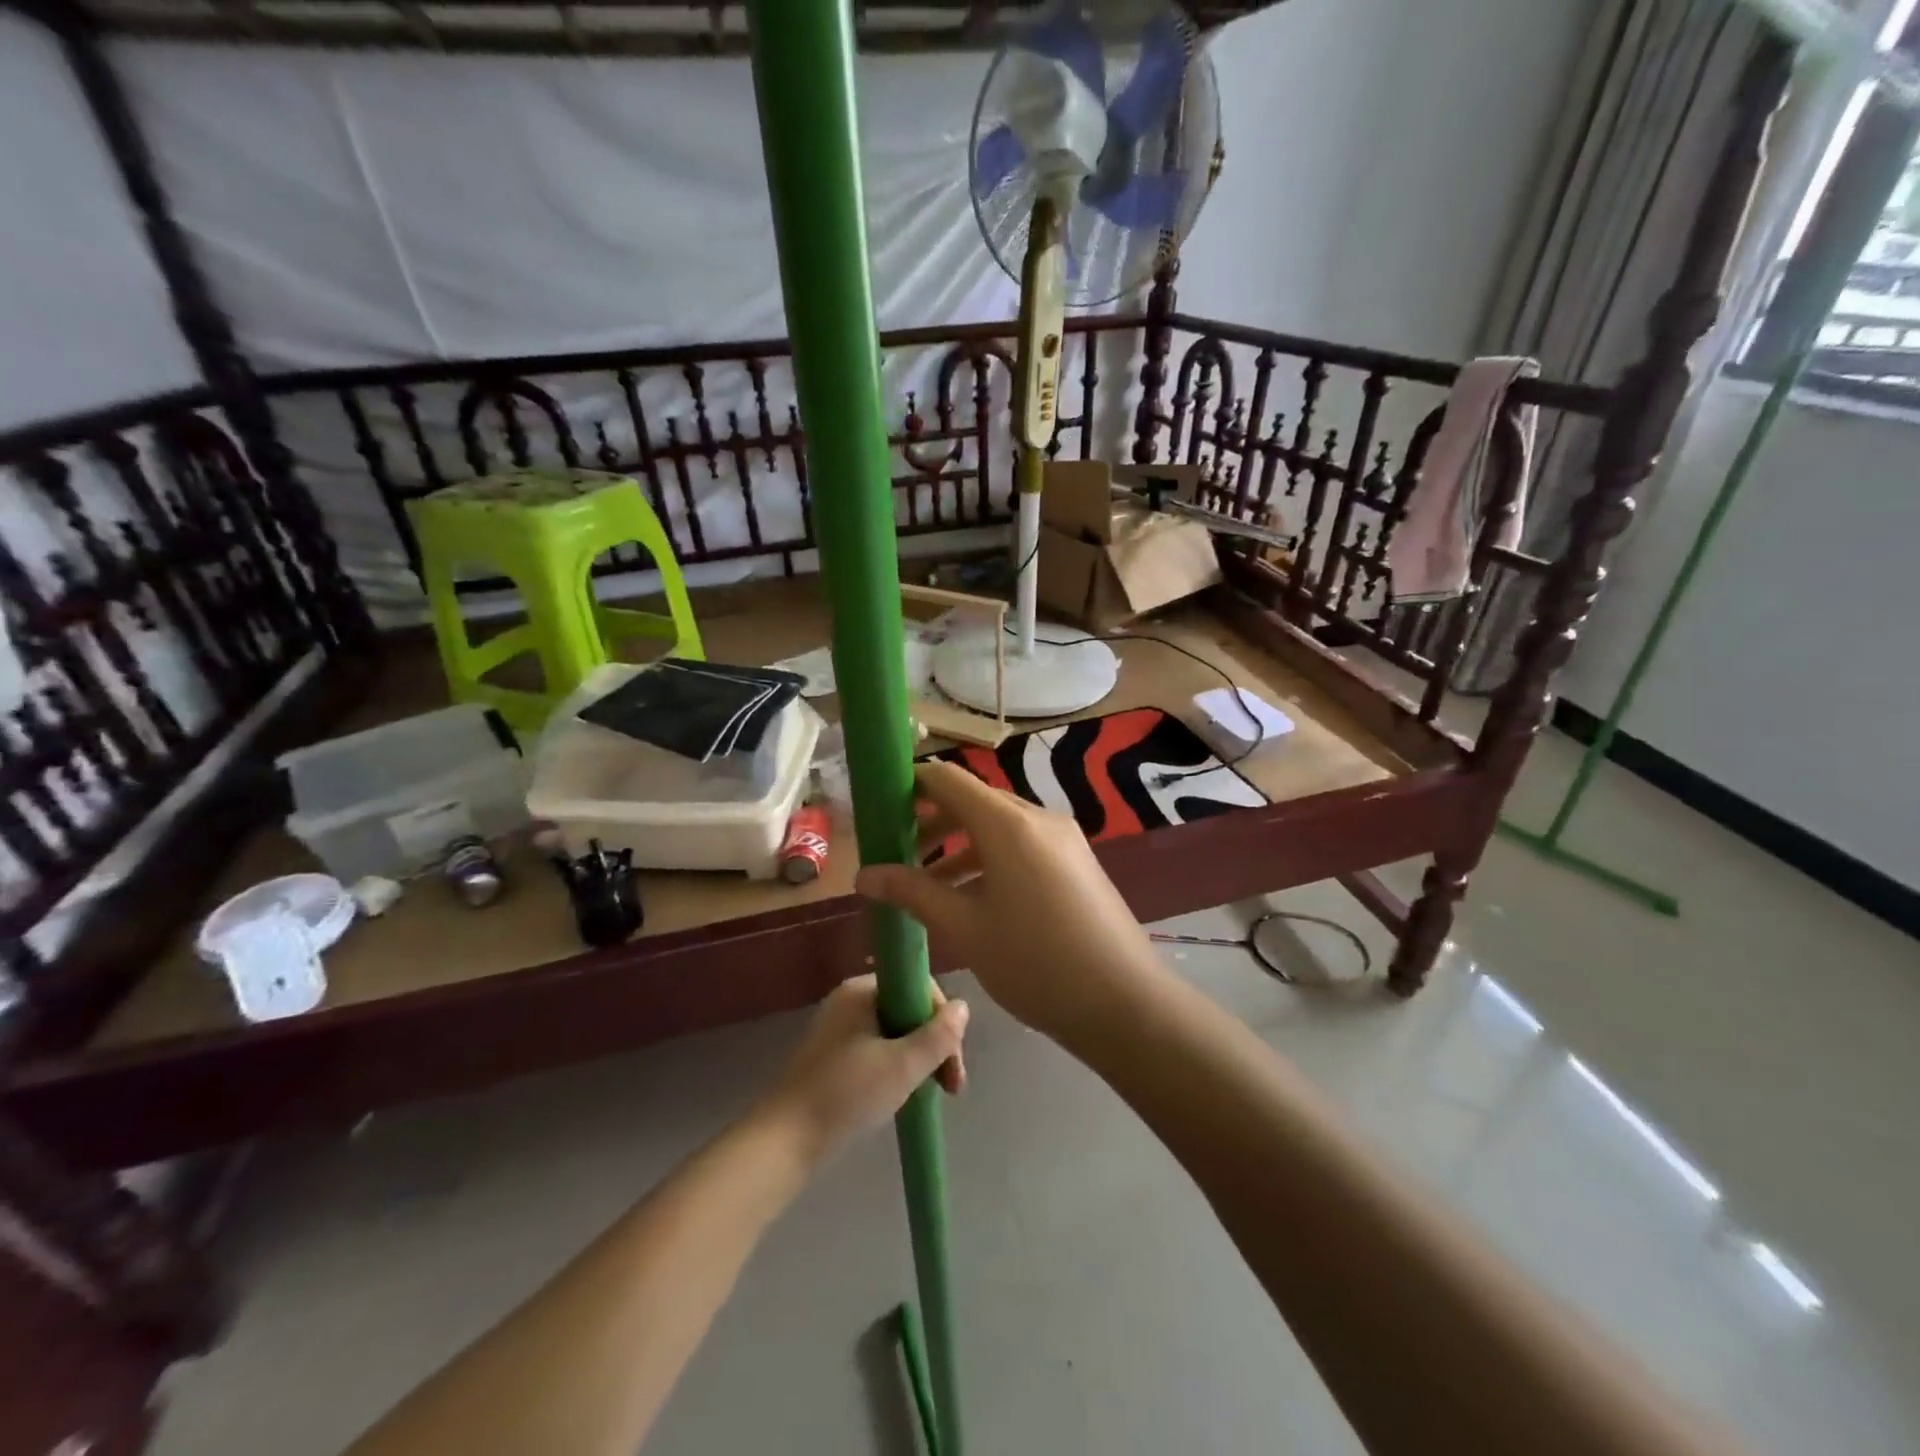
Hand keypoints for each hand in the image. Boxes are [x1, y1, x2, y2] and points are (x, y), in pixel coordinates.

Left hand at [758, 975, 968, 1163]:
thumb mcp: (903, 1065)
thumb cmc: (847, 1094)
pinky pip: (877, 1049)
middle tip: (950, 1087)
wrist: (785, 1140)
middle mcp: (849, 1000)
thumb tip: (963, 1007)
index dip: (943, 1021)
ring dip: (919, 1059)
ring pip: (895, 1032)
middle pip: (908, 1010)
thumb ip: (938, 1036)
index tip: (954, 1064)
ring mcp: (839, 1028)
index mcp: (862, 989)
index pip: (919, 987)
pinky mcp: (832, 1056)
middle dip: (935, 1044)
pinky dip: (897, 1068)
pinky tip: (904, 1095)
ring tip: (933, 1094)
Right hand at [854, 759, 1163, 1042]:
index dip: (910, 784)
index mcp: (1008, 824)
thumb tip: (863, 875)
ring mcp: (1063, 839)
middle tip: (895, 849)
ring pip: (998, 826)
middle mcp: (1038, 819)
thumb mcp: (965, 928)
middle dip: (931, 820)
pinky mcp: (1076, 862)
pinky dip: (989, 858)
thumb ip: (912, 893)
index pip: (948, 779)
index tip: (879, 806)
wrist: (1125, 1002)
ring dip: (959, 844)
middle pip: (974, 800)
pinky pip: (1022, 845)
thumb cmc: (1036, 962)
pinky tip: (971, 896)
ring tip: (924, 880)